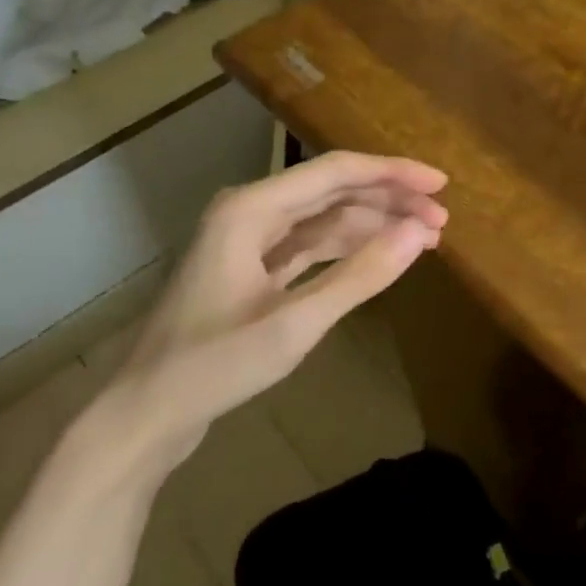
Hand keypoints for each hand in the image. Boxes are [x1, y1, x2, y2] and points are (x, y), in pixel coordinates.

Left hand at [87, 152, 447, 477]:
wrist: (144, 412)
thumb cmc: (214, 366)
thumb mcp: (295, 324)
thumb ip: (360, 276)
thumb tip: (420, 233)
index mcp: (251, 209)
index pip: (337, 172)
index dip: (393, 174)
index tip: (441, 185)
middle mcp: (249, 212)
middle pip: (332, 190)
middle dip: (388, 201)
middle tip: (441, 220)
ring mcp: (248, 241)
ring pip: (323, 218)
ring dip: (372, 224)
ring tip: (423, 238)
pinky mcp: (251, 269)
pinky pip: (309, 245)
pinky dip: (346, 248)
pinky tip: (378, 255)